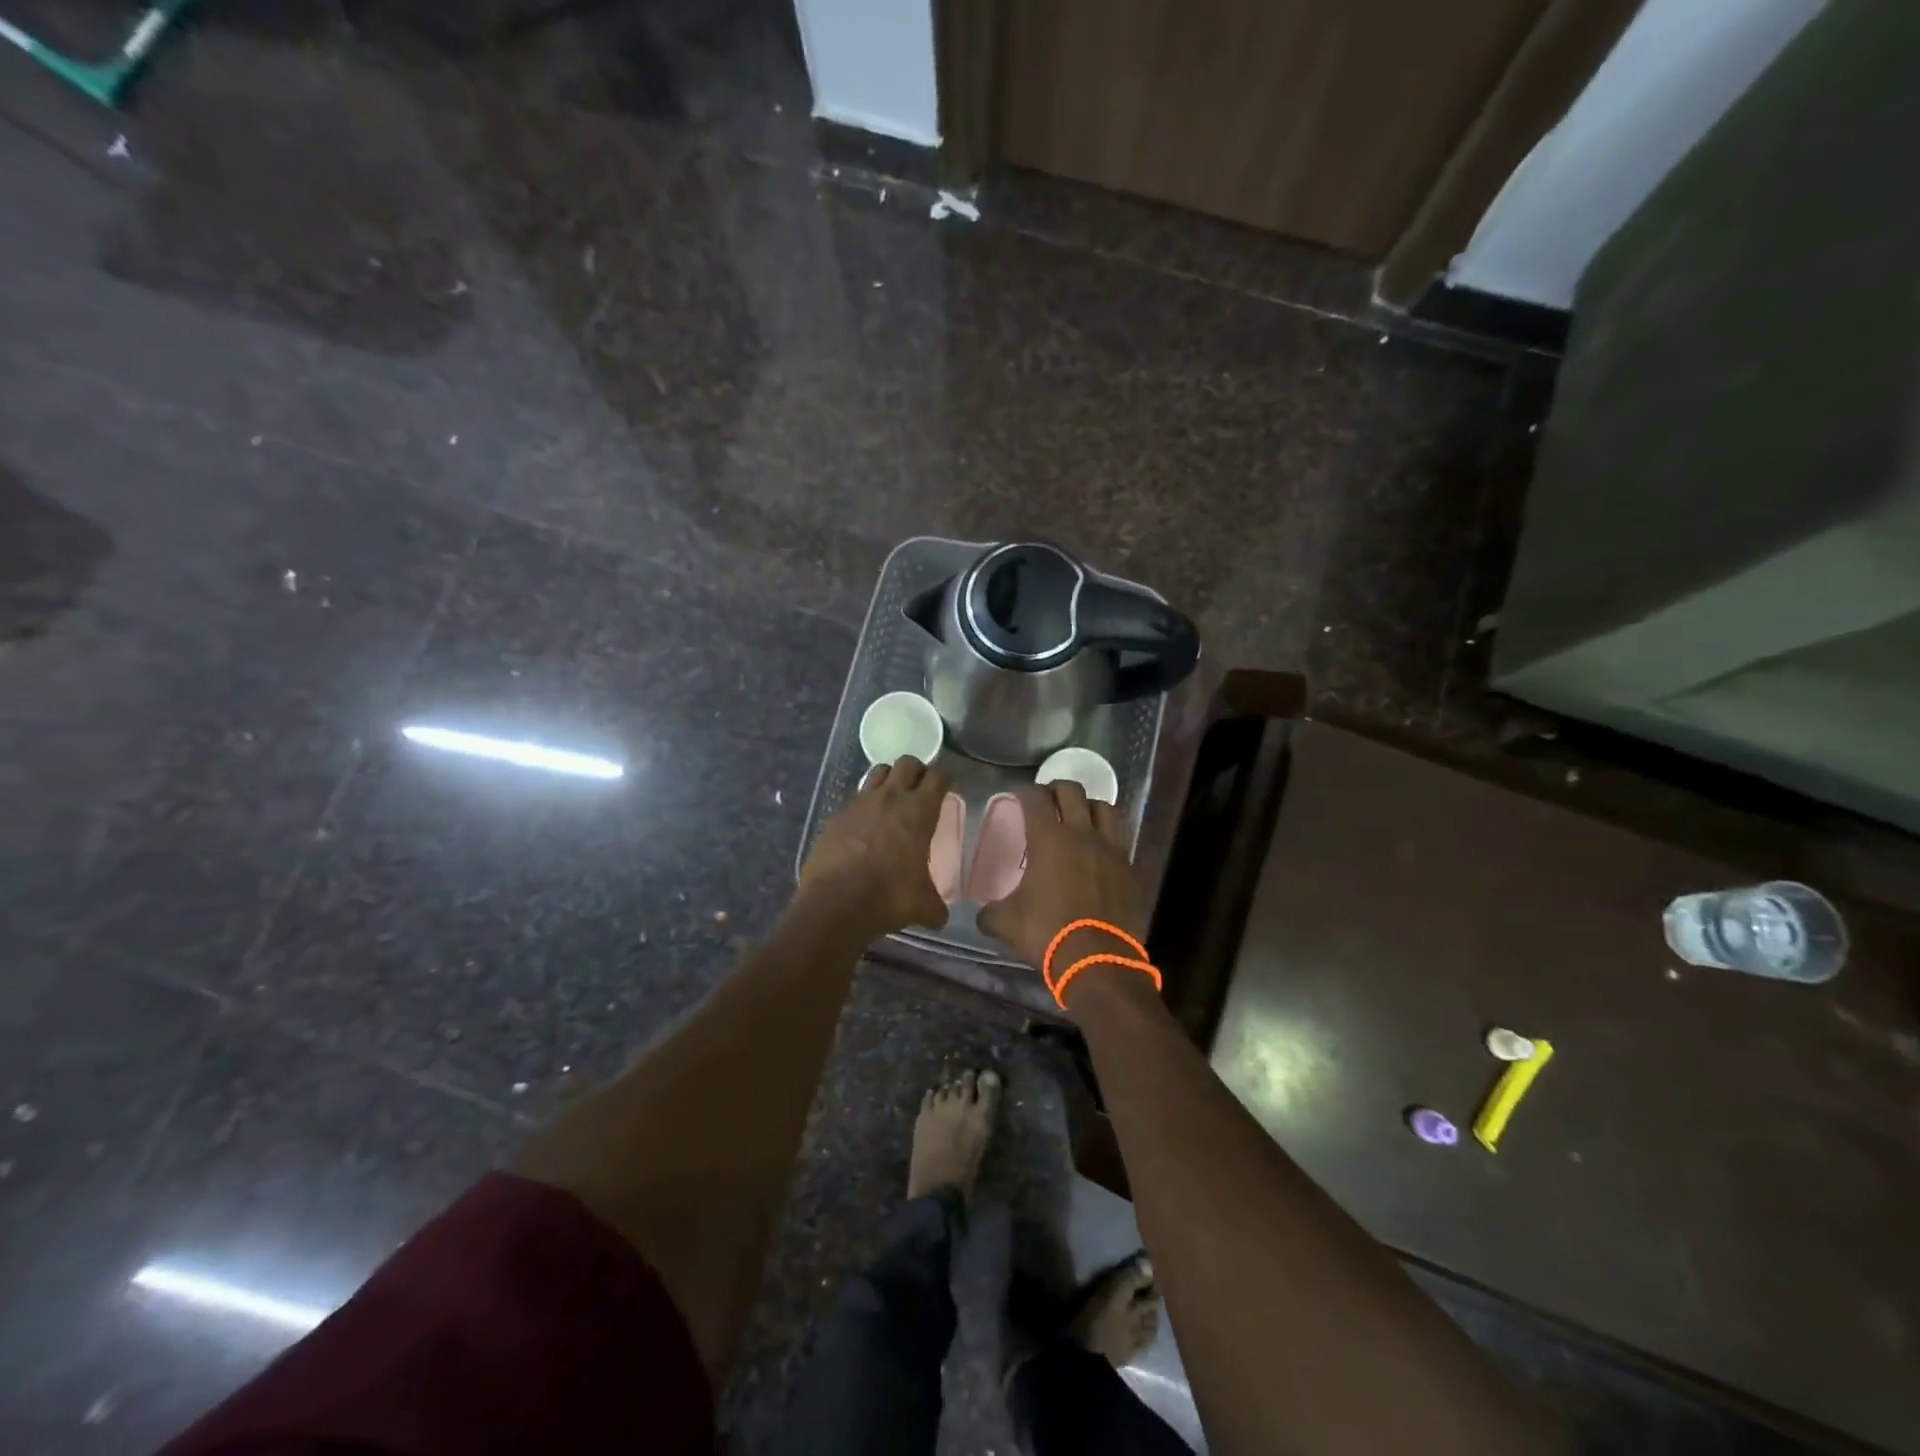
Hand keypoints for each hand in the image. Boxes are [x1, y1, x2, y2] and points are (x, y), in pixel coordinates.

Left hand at [799, 758, 950, 935]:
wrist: (837, 902)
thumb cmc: (889, 897)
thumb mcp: (922, 905)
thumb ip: (935, 906)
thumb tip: (939, 917)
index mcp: (919, 810)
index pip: (938, 776)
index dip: (944, 778)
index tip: (946, 787)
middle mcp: (890, 797)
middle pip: (907, 763)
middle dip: (916, 771)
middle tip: (920, 789)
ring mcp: (860, 803)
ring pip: (878, 772)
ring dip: (889, 779)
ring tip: (892, 798)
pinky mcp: (837, 815)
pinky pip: (855, 798)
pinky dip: (864, 805)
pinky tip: (864, 825)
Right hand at [976, 782, 1146, 996]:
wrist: (1099, 960)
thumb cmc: (1048, 934)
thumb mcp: (1006, 924)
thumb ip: (991, 912)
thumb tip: (983, 913)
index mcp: (1049, 839)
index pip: (1036, 798)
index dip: (1025, 792)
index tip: (1019, 797)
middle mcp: (1082, 834)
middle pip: (1072, 792)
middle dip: (1057, 790)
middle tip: (1047, 802)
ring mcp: (1111, 849)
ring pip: (1105, 808)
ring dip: (1089, 806)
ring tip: (1080, 817)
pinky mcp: (1130, 867)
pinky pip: (1121, 838)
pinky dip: (1109, 835)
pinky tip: (1100, 848)